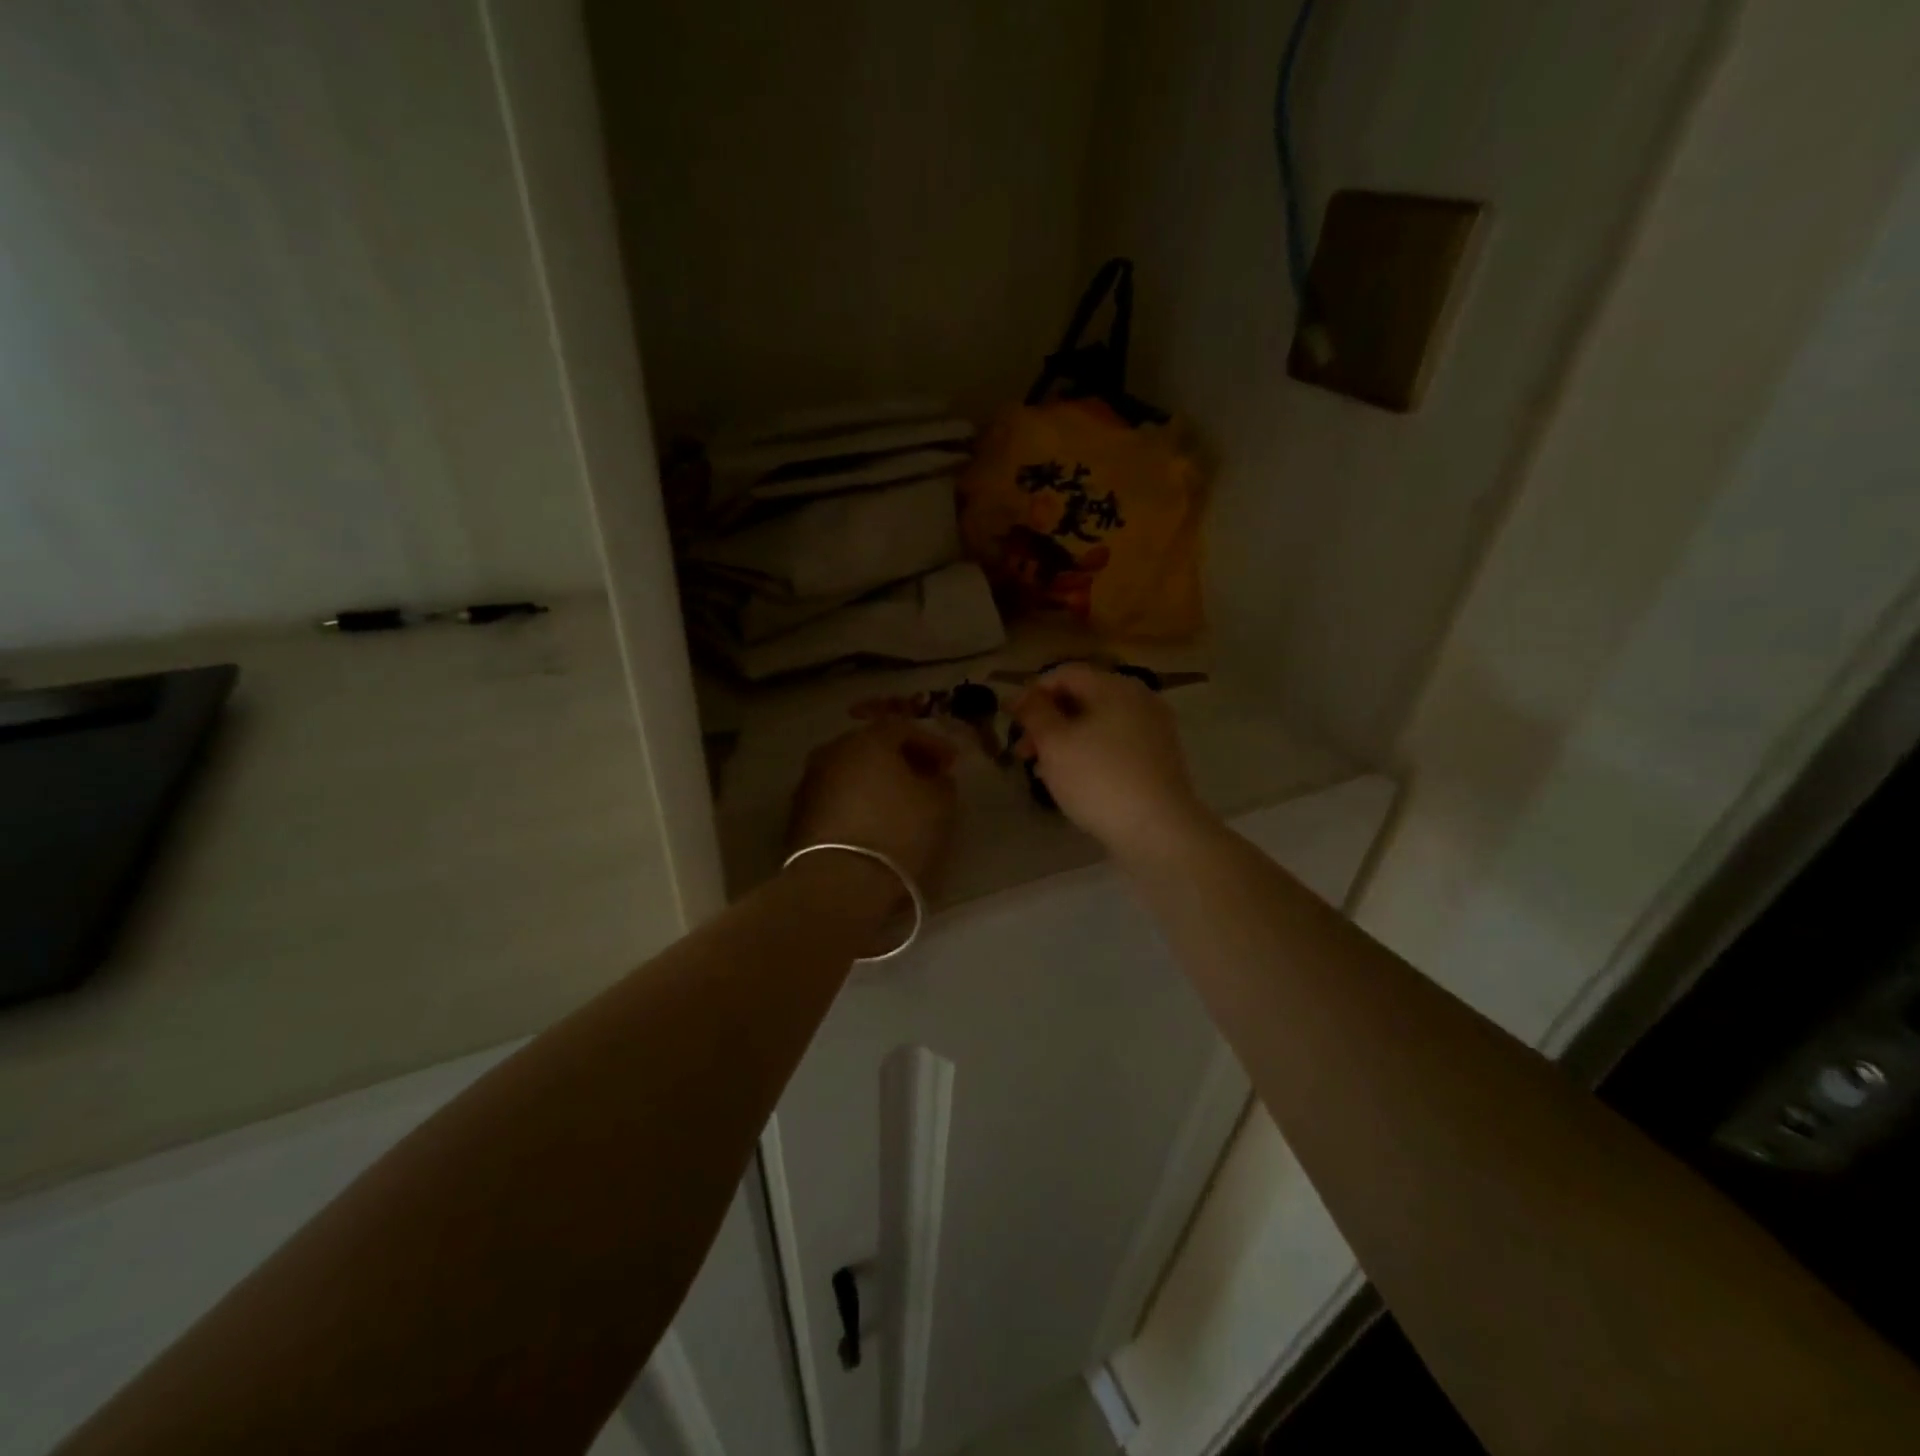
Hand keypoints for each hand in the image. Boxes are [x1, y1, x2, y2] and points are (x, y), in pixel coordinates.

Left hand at [786, 719, 958, 897]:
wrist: (838, 883)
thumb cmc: (897, 833)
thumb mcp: (939, 805)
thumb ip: (941, 782)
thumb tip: (933, 776)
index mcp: (868, 740)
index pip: (905, 729)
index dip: (932, 744)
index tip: (951, 763)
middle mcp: (833, 751)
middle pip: (873, 747)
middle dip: (900, 760)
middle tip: (924, 779)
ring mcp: (810, 782)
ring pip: (851, 772)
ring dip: (875, 782)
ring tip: (899, 804)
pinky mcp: (798, 814)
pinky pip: (837, 798)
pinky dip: (856, 803)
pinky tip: (872, 822)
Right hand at [1009, 663, 1212, 858]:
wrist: (1158, 830)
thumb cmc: (1098, 779)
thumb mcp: (1054, 743)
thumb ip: (1034, 713)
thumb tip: (1022, 696)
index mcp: (1115, 686)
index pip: (1064, 673)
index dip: (1031, 692)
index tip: (1009, 719)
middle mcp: (1139, 699)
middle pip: (1083, 698)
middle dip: (1047, 720)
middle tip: (1022, 751)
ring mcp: (1153, 730)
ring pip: (1097, 724)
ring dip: (1065, 740)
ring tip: (1041, 770)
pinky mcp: (1158, 759)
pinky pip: (1114, 745)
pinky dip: (1089, 754)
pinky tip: (1072, 780)